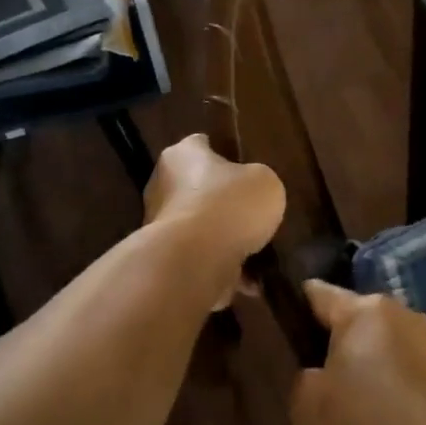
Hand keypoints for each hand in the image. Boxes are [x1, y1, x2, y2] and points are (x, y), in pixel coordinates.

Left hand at [143, 134, 285, 302]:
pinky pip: (201, 258)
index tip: (244, 167)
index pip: (201, 144)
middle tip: (252, 212)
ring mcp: (160, 225)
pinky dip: (222, 267)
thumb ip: (258, 181)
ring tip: (257, 251)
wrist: (196, 261)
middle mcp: (163, 185)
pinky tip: (249, 280)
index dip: (224, 153)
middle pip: (198, 188)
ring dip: (223, 238)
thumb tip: (251, 192)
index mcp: (182, 155)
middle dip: (222, 201)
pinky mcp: (166, 258)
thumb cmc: (229, 206)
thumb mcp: (265, 182)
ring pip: (200, 227)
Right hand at [289, 281, 425, 424]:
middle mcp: (401, 312)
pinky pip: (411, 367)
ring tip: (359, 405)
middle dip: (336, 342)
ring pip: (386, 343)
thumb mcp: (306, 410)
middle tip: (321, 384)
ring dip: (371, 363)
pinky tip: (391, 417)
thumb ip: (302, 376)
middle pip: (355, 318)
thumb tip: (318, 370)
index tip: (285, 340)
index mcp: (363, 311)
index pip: (316, 294)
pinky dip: (398, 383)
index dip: (294, 312)